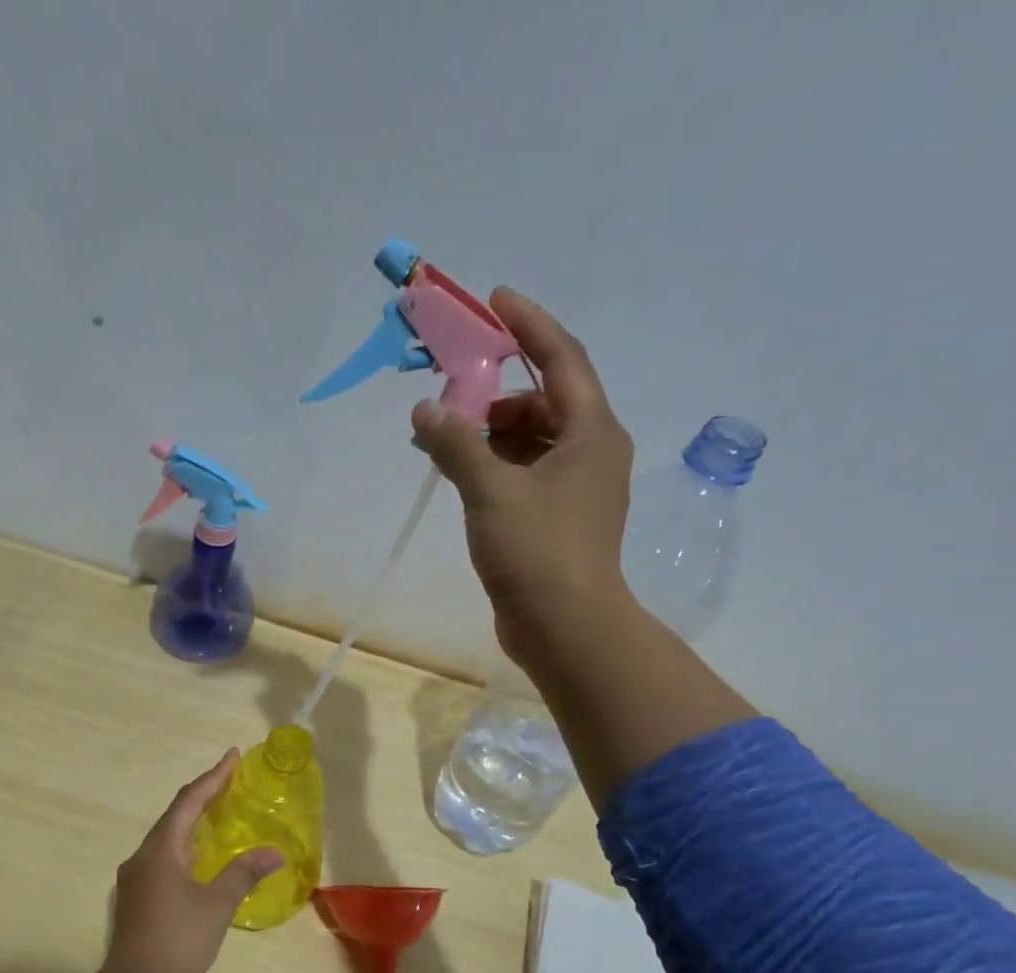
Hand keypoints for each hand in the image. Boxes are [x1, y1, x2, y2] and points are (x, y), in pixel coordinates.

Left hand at [71, 751, 282, 972]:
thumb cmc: (177, 940)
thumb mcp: (216, 905)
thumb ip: (243, 873)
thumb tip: (274, 851)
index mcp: (161, 850)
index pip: (189, 801)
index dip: (213, 777)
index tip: (232, 756)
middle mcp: (143, 856)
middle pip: (175, 816)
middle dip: (204, 796)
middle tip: (231, 783)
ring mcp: (136, 877)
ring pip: (168, 838)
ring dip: (194, 823)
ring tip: (221, 815)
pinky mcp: (137, 896)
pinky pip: (164, 858)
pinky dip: (186, 847)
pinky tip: (202, 859)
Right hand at [410, 288, 635, 672]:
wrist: (565, 628)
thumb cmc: (537, 552)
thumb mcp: (490, 491)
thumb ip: (456, 444)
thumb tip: (424, 410)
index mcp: (591, 432)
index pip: (562, 358)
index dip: (529, 325)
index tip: (495, 300)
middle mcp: (591, 452)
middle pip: (544, 400)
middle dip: (496, 391)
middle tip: (451, 390)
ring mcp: (576, 490)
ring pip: (532, 441)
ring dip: (490, 432)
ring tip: (445, 438)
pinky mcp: (557, 521)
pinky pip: (524, 474)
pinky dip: (494, 466)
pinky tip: (460, 473)